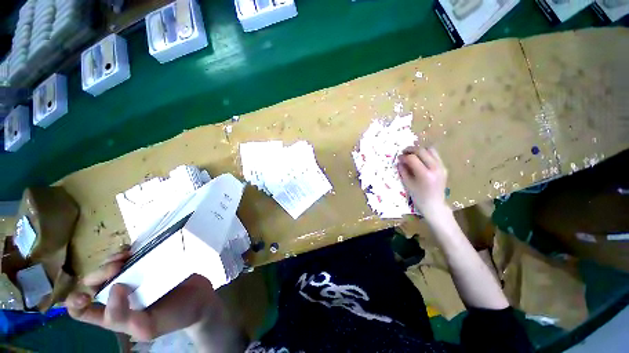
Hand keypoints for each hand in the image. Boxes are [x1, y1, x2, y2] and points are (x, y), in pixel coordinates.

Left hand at [65, 249, 221, 340]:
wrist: (201, 298)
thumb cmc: (175, 317)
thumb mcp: (148, 327)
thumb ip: (124, 317)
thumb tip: (115, 287)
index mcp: (114, 315)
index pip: (82, 312)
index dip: (76, 303)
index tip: (85, 294)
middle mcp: (118, 295)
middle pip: (93, 283)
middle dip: (98, 273)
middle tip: (118, 267)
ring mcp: (134, 278)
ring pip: (108, 266)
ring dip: (110, 259)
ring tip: (126, 256)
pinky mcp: (149, 264)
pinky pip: (129, 255)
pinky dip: (125, 251)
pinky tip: (133, 250)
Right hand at [397, 146, 448, 218]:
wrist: (434, 204)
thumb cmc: (418, 196)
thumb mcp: (407, 183)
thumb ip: (403, 170)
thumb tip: (400, 160)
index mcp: (425, 174)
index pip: (412, 158)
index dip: (404, 156)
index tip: (398, 158)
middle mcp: (435, 168)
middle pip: (422, 150)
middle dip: (410, 150)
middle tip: (403, 153)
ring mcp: (441, 166)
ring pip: (430, 149)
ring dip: (419, 150)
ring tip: (412, 154)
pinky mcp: (443, 167)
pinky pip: (435, 155)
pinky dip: (426, 154)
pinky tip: (420, 159)